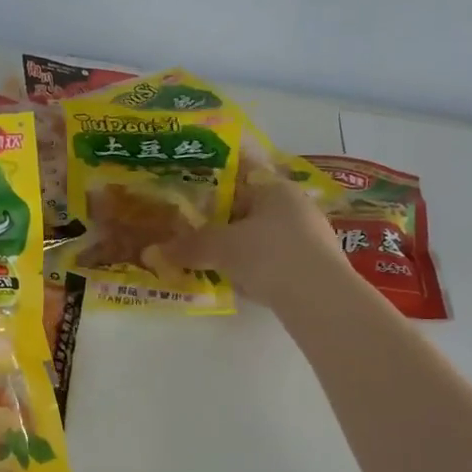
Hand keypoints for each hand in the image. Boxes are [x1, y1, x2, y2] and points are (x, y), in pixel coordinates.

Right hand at [148, 175, 343, 308]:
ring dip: (237, 244)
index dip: (213, 181)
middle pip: (250, 206)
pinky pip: (272, 259)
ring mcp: (308, 236)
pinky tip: (236, 280)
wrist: (320, 298)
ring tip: (208, 256)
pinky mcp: (312, 266)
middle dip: (222, 218)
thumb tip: (151, 252)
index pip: (241, 173)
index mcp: (275, 187)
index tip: (190, 190)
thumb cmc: (268, 254)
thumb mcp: (219, 247)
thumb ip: (187, 246)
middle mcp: (295, 205)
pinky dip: (253, 265)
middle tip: (191, 228)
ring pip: (261, 234)